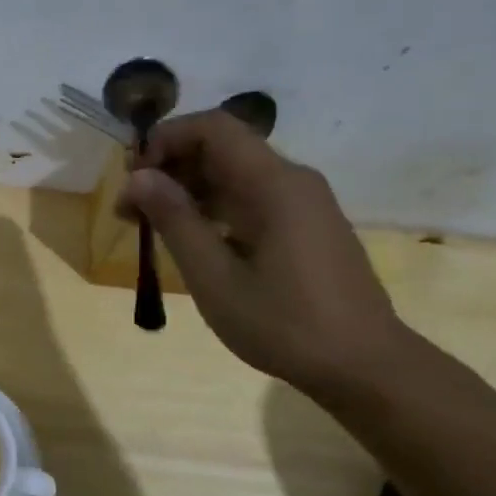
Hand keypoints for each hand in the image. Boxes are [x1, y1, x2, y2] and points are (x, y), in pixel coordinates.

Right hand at [116, 109, 410, 393]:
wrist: (364, 366)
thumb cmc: (284, 324)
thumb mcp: (214, 277)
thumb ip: (175, 221)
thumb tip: (138, 177)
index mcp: (274, 184)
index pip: (213, 128)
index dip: (166, 140)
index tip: (134, 178)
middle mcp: (291, 181)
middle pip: (221, 148)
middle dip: (169, 168)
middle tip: (130, 210)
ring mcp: (301, 203)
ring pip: (233, 175)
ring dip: (187, 191)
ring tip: (150, 227)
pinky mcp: (303, 226)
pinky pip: (249, 198)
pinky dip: (212, 209)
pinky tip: (191, 242)